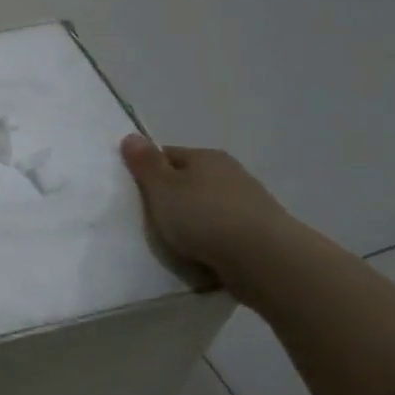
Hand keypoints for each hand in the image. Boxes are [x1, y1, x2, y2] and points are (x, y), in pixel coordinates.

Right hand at [119, 134, 295, 290]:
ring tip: (172, 241)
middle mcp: (230, 172)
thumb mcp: (162, 188)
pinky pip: (222, 231)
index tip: (132, 193)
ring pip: (206, 207)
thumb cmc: (204, 216)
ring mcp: (248, 203)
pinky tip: (199, 254)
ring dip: (191, 220)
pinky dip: (209, 239)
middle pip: (188, 181)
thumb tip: (131, 136)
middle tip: (147, 219)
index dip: (147, 170)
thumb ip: (145, 164)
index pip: (168, 155)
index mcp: (206, 156)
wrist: (264, 259)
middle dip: (170, 197)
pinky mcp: (258, 232)